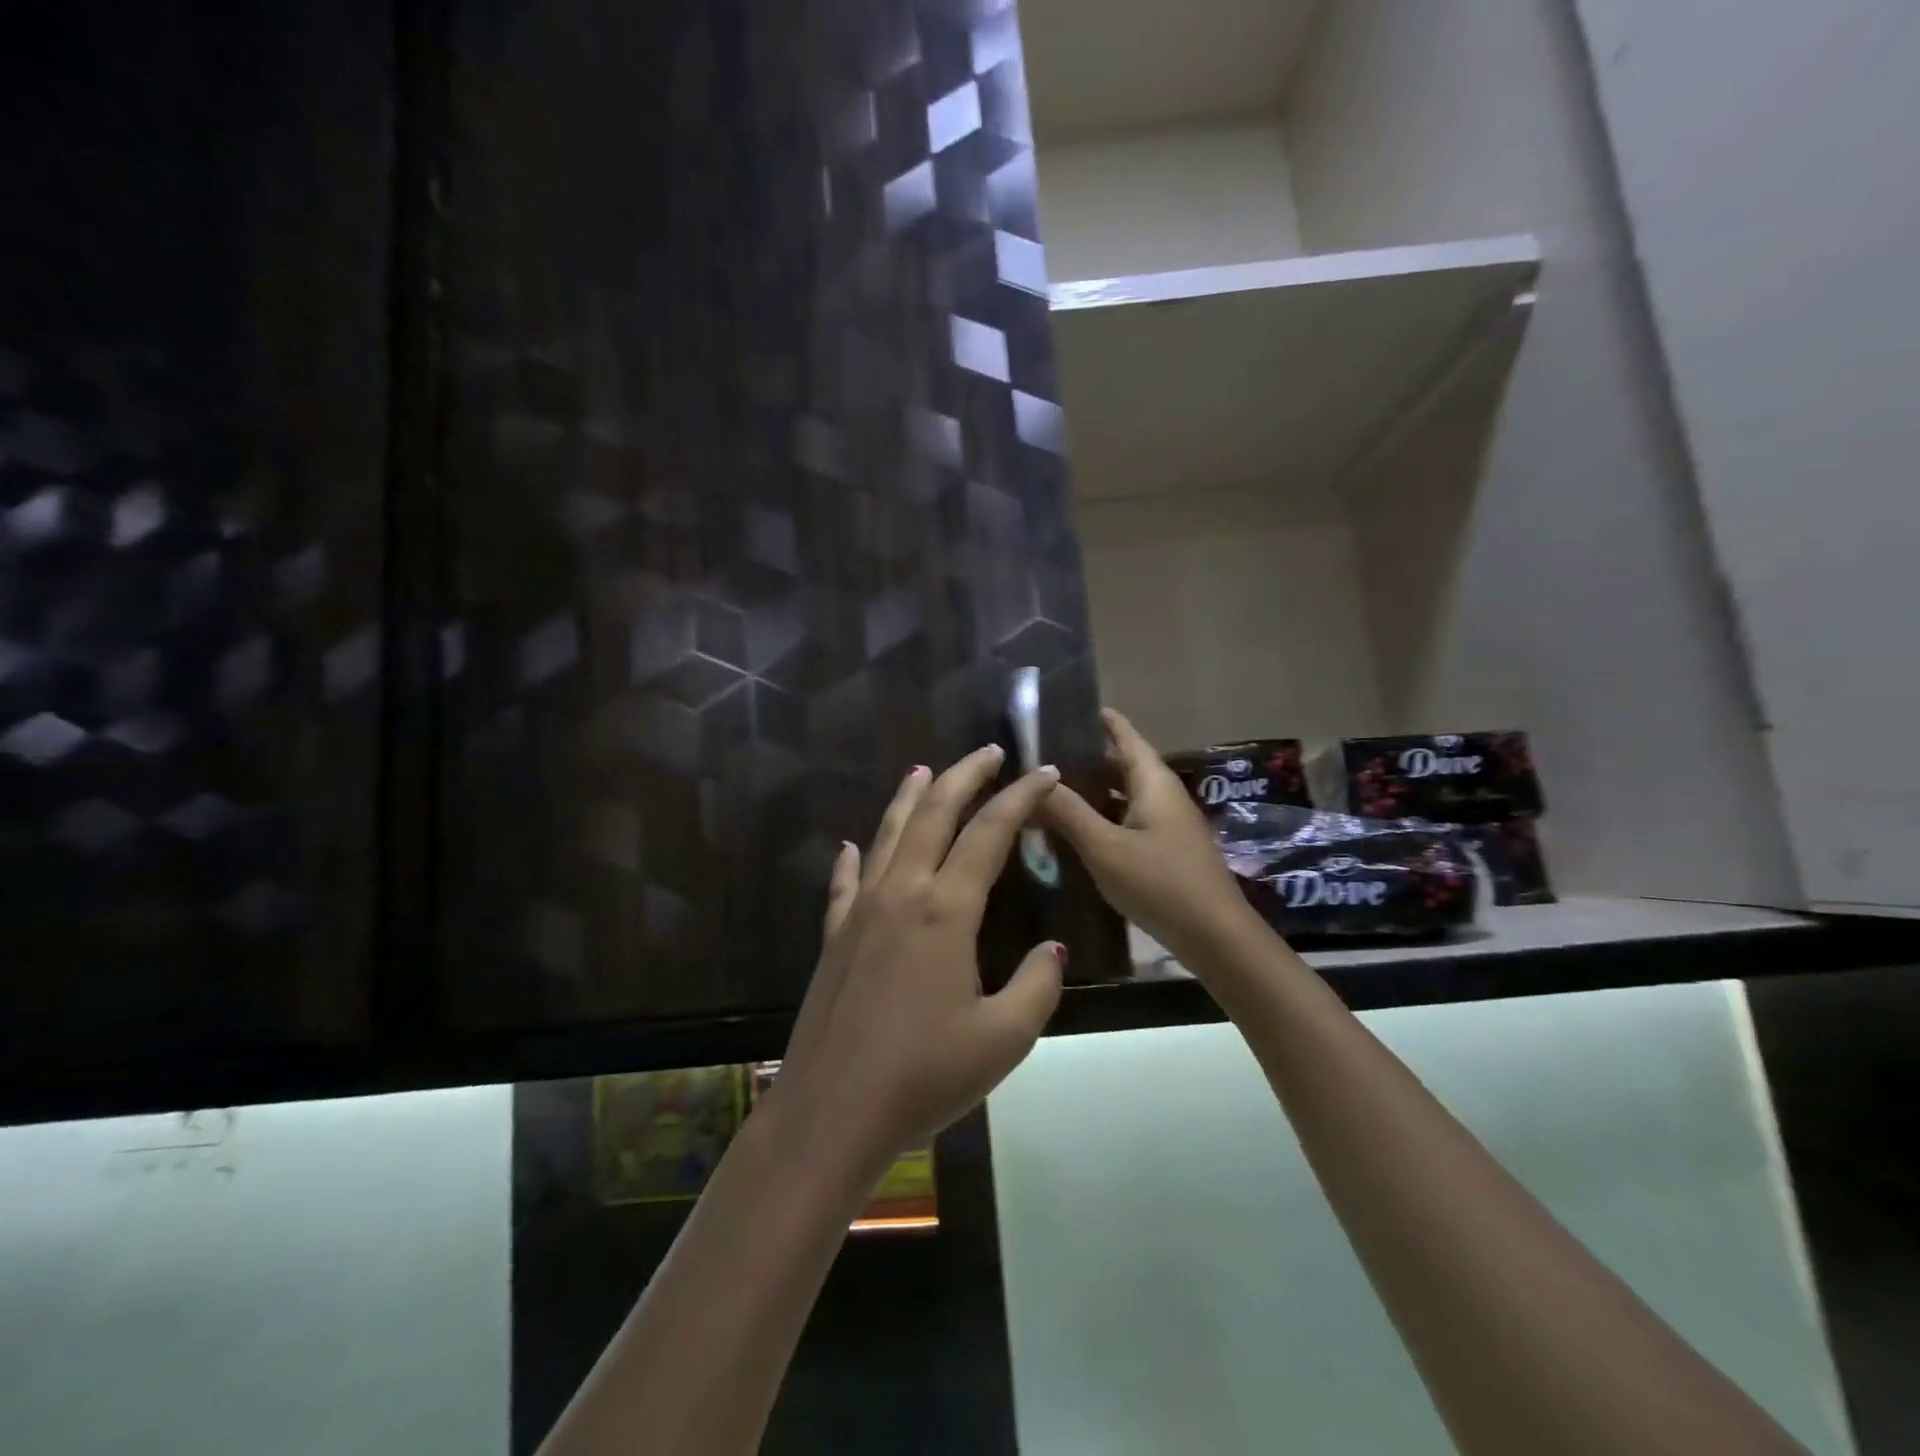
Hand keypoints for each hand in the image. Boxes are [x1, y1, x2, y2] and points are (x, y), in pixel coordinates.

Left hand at [771, 745, 1066, 1176]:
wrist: (832, 1112)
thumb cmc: (924, 1077)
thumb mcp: (1003, 1039)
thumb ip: (1037, 986)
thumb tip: (1052, 948)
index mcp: (946, 909)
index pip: (989, 833)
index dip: (1020, 798)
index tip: (1043, 772)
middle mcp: (901, 893)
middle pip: (933, 814)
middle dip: (963, 777)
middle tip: (988, 752)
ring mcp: (861, 911)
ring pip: (888, 835)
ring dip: (910, 799)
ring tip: (925, 770)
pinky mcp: (834, 936)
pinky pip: (846, 882)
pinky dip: (854, 858)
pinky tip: (853, 845)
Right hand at [1038, 707, 1260, 964]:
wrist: (1213, 936)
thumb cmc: (1160, 882)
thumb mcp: (1105, 847)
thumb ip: (1068, 811)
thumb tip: (1033, 777)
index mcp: (1152, 781)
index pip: (1124, 734)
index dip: (1099, 719)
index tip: (1066, 706)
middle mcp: (1161, 794)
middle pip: (1120, 764)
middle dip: (1084, 757)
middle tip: (1040, 754)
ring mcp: (1165, 822)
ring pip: (1121, 795)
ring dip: (1090, 791)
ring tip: (1048, 788)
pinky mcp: (1163, 849)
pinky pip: (1126, 819)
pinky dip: (1100, 817)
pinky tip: (1073, 829)